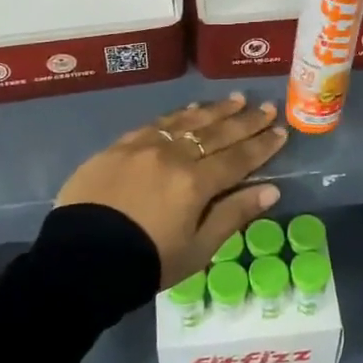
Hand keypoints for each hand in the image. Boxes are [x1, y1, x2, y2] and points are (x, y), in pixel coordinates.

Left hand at [56, 93, 288, 287]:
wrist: (80, 261)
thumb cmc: (146, 262)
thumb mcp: (197, 249)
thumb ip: (233, 215)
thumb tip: (271, 190)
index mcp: (196, 183)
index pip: (239, 158)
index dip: (262, 145)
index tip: (281, 131)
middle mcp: (174, 155)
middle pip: (217, 133)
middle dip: (245, 121)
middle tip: (266, 107)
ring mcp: (144, 146)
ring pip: (188, 120)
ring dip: (215, 110)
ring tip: (235, 99)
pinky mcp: (119, 146)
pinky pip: (157, 122)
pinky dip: (179, 114)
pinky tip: (191, 109)